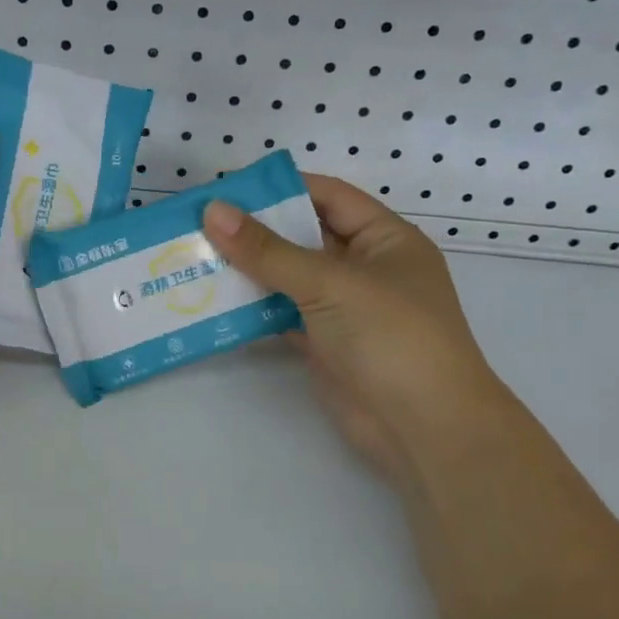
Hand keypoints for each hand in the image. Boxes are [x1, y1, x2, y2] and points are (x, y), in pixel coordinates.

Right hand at [203, 177, 506, 479]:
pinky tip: (211, 301)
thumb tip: (213, 211)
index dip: (281, 188)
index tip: (228, 190)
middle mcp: (364, 268)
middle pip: (303, 237)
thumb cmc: (391, 337)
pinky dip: (251, 308)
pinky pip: (281, 314)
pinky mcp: (324, 343)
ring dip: (248, 270)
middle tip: (198, 224)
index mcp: (385, 239)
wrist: (424, 429)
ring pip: (288, 277)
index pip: (328, 197)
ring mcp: (343, 308)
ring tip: (194, 258)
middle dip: (255, 231)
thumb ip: (268, 250)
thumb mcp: (330, 284)